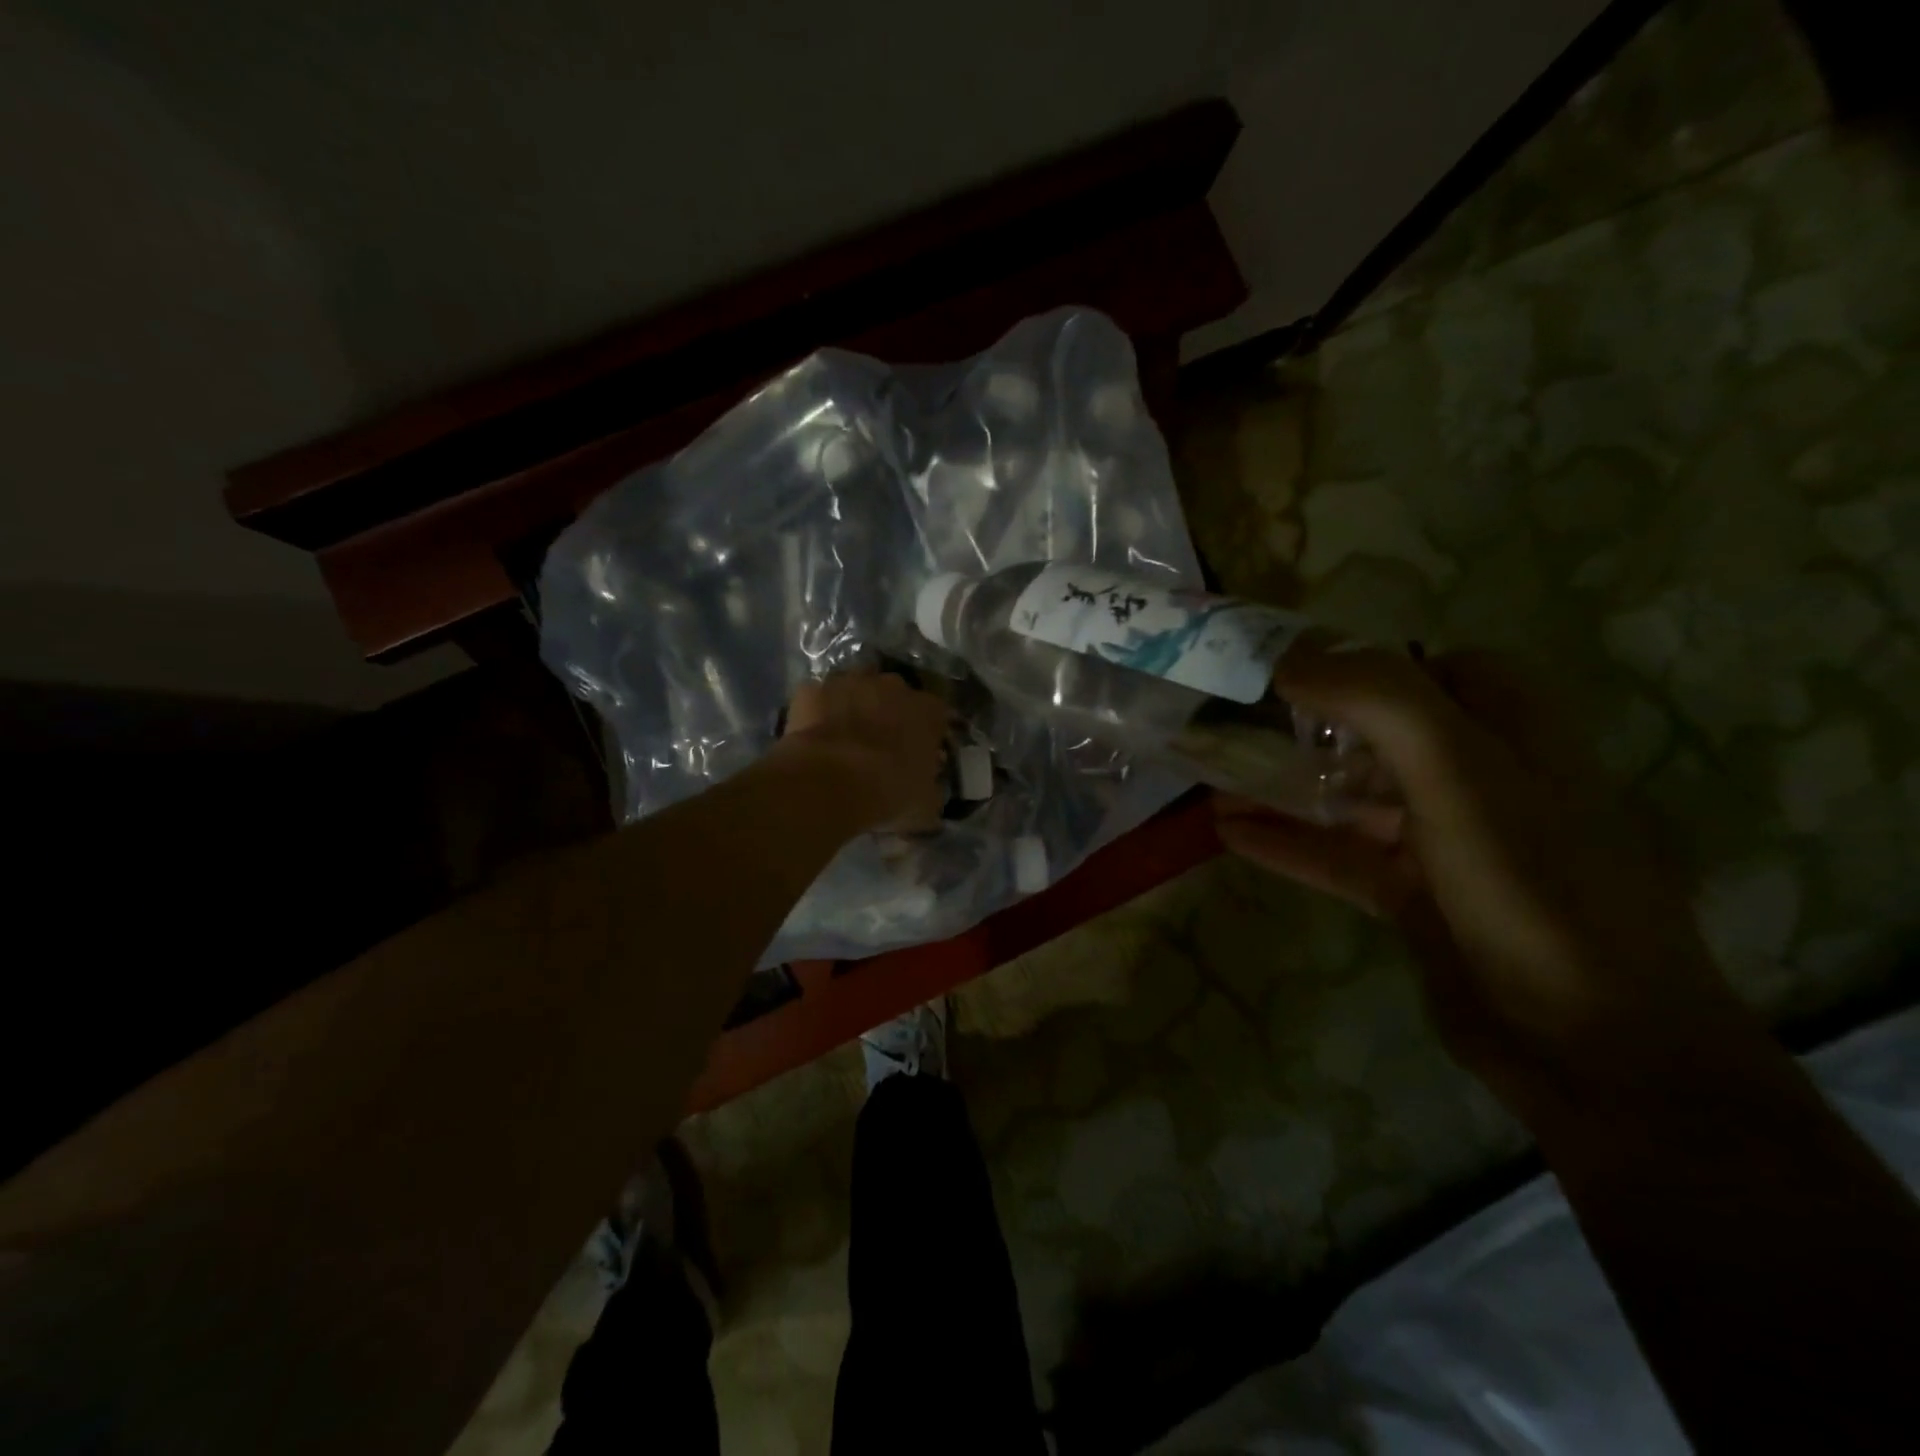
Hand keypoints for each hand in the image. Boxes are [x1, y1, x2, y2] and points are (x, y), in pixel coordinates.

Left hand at [771, 671, 948, 832]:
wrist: (830, 782)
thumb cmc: (888, 791)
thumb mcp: (925, 804)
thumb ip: (931, 790)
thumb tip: (929, 790)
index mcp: (927, 711)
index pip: (937, 714)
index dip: (928, 732)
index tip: (919, 752)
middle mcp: (892, 686)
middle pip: (895, 694)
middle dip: (890, 713)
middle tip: (881, 743)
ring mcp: (850, 682)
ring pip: (856, 688)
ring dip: (854, 706)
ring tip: (845, 737)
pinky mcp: (813, 690)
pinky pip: (819, 698)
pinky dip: (818, 712)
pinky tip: (815, 737)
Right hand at [1216, 648, 1752, 1121]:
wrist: (1596, 1051)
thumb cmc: (1534, 890)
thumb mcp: (1462, 777)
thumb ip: (1382, 702)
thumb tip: (1291, 659)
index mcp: (1513, 733)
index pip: (1434, 668)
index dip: (1363, 661)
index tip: (1285, 670)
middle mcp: (1480, 779)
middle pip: (1380, 732)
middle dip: (1306, 725)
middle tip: (1232, 723)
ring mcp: (1446, 842)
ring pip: (1352, 795)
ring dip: (1285, 787)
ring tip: (1212, 780)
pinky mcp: (1417, 896)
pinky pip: (1340, 855)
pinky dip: (1288, 843)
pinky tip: (1228, 834)